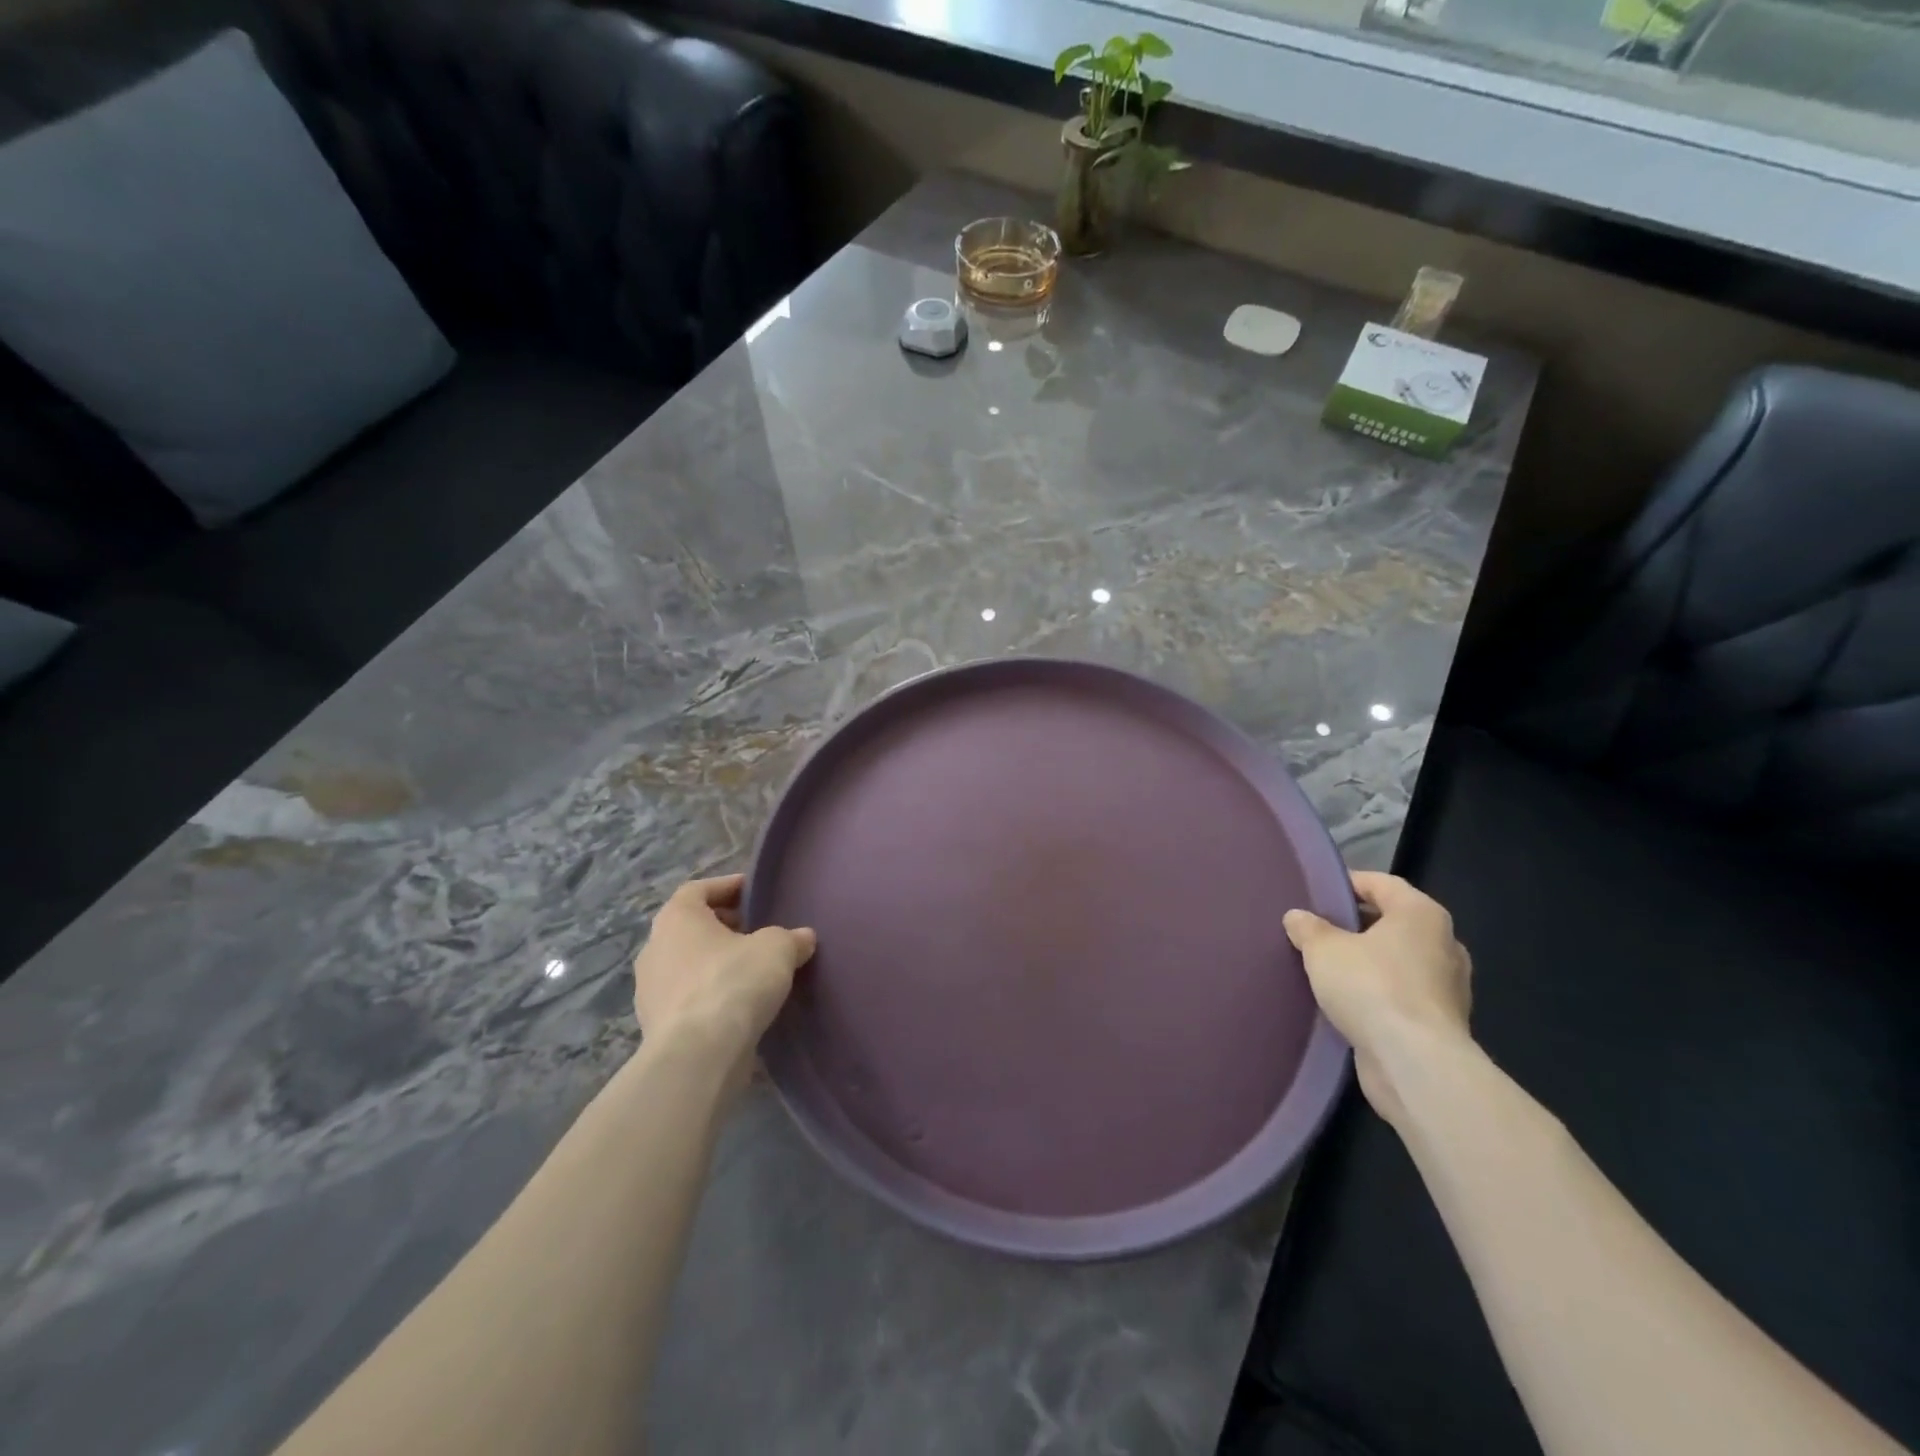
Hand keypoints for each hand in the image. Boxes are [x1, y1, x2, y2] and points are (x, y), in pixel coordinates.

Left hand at [631, 875, 815, 1081]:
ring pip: (688, 965)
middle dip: (724, 928)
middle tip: (758, 933)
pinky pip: (688, 999)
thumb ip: (791, 938)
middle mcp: (655, 948)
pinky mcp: (656, 1027)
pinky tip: (739, 1007)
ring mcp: (649, 991)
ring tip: (752, 972)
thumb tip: (803, 937)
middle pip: (691, 927)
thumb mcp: (777, 949)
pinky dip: (710, 996)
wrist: (698, 1056)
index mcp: (676, 918)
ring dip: (716, 964)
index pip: (698, 889)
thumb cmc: (733, 982)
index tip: (754, 893)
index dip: (728, 887)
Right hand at [1285, 871, 1472, 1128]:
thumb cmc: (1371, 987)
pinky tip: (1346, 1002)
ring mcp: (1447, 987)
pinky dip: (1376, 993)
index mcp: (1422, 915)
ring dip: (1366, 962)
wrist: (1415, 1064)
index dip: (1347, 884)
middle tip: (1316, 930)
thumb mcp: (1323, 949)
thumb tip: (1297, 917)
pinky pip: (1401, 994)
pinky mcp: (1440, 1023)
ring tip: (1326, 968)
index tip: (1316, 893)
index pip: (1381, 883)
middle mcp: (1443, 944)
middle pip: (1391, 922)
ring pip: (1397, 961)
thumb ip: (1308, 928)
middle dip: (1354, 925)